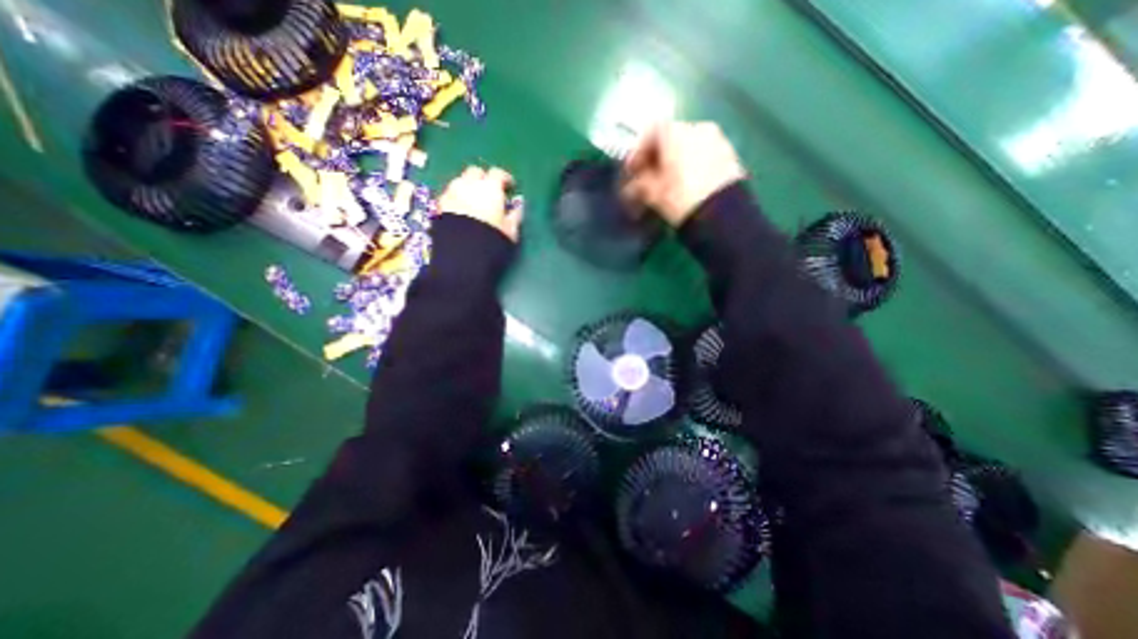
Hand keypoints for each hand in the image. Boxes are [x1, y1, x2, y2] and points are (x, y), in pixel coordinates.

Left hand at [436, 164, 522, 241]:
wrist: (462, 254)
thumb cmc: (491, 240)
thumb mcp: (510, 231)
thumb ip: (515, 215)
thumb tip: (518, 206)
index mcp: (490, 188)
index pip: (498, 174)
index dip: (505, 179)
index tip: (510, 187)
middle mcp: (469, 184)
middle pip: (476, 172)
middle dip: (483, 178)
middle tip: (490, 191)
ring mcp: (451, 193)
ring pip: (460, 181)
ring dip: (468, 187)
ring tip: (474, 201)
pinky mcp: (439, 205)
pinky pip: (450, 195)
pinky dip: (457, 198)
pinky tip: (461, 210)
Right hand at [622, 121, 748, 226]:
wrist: (722, 215)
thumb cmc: (681, 199)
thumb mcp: (653, 194)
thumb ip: (639, 185)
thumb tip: (631, 186)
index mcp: (675, 132)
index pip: (650, 133)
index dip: (638, 153)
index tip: (632, 171)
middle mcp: (698, 127)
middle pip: (670, 138)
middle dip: (657, 158)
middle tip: (648, 178)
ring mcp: (717, 139)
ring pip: (688, 146)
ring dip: (675, 161)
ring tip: (668, 184)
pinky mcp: (730, 155)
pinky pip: (703, 154)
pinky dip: (692, 165)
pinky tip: (687, 184)